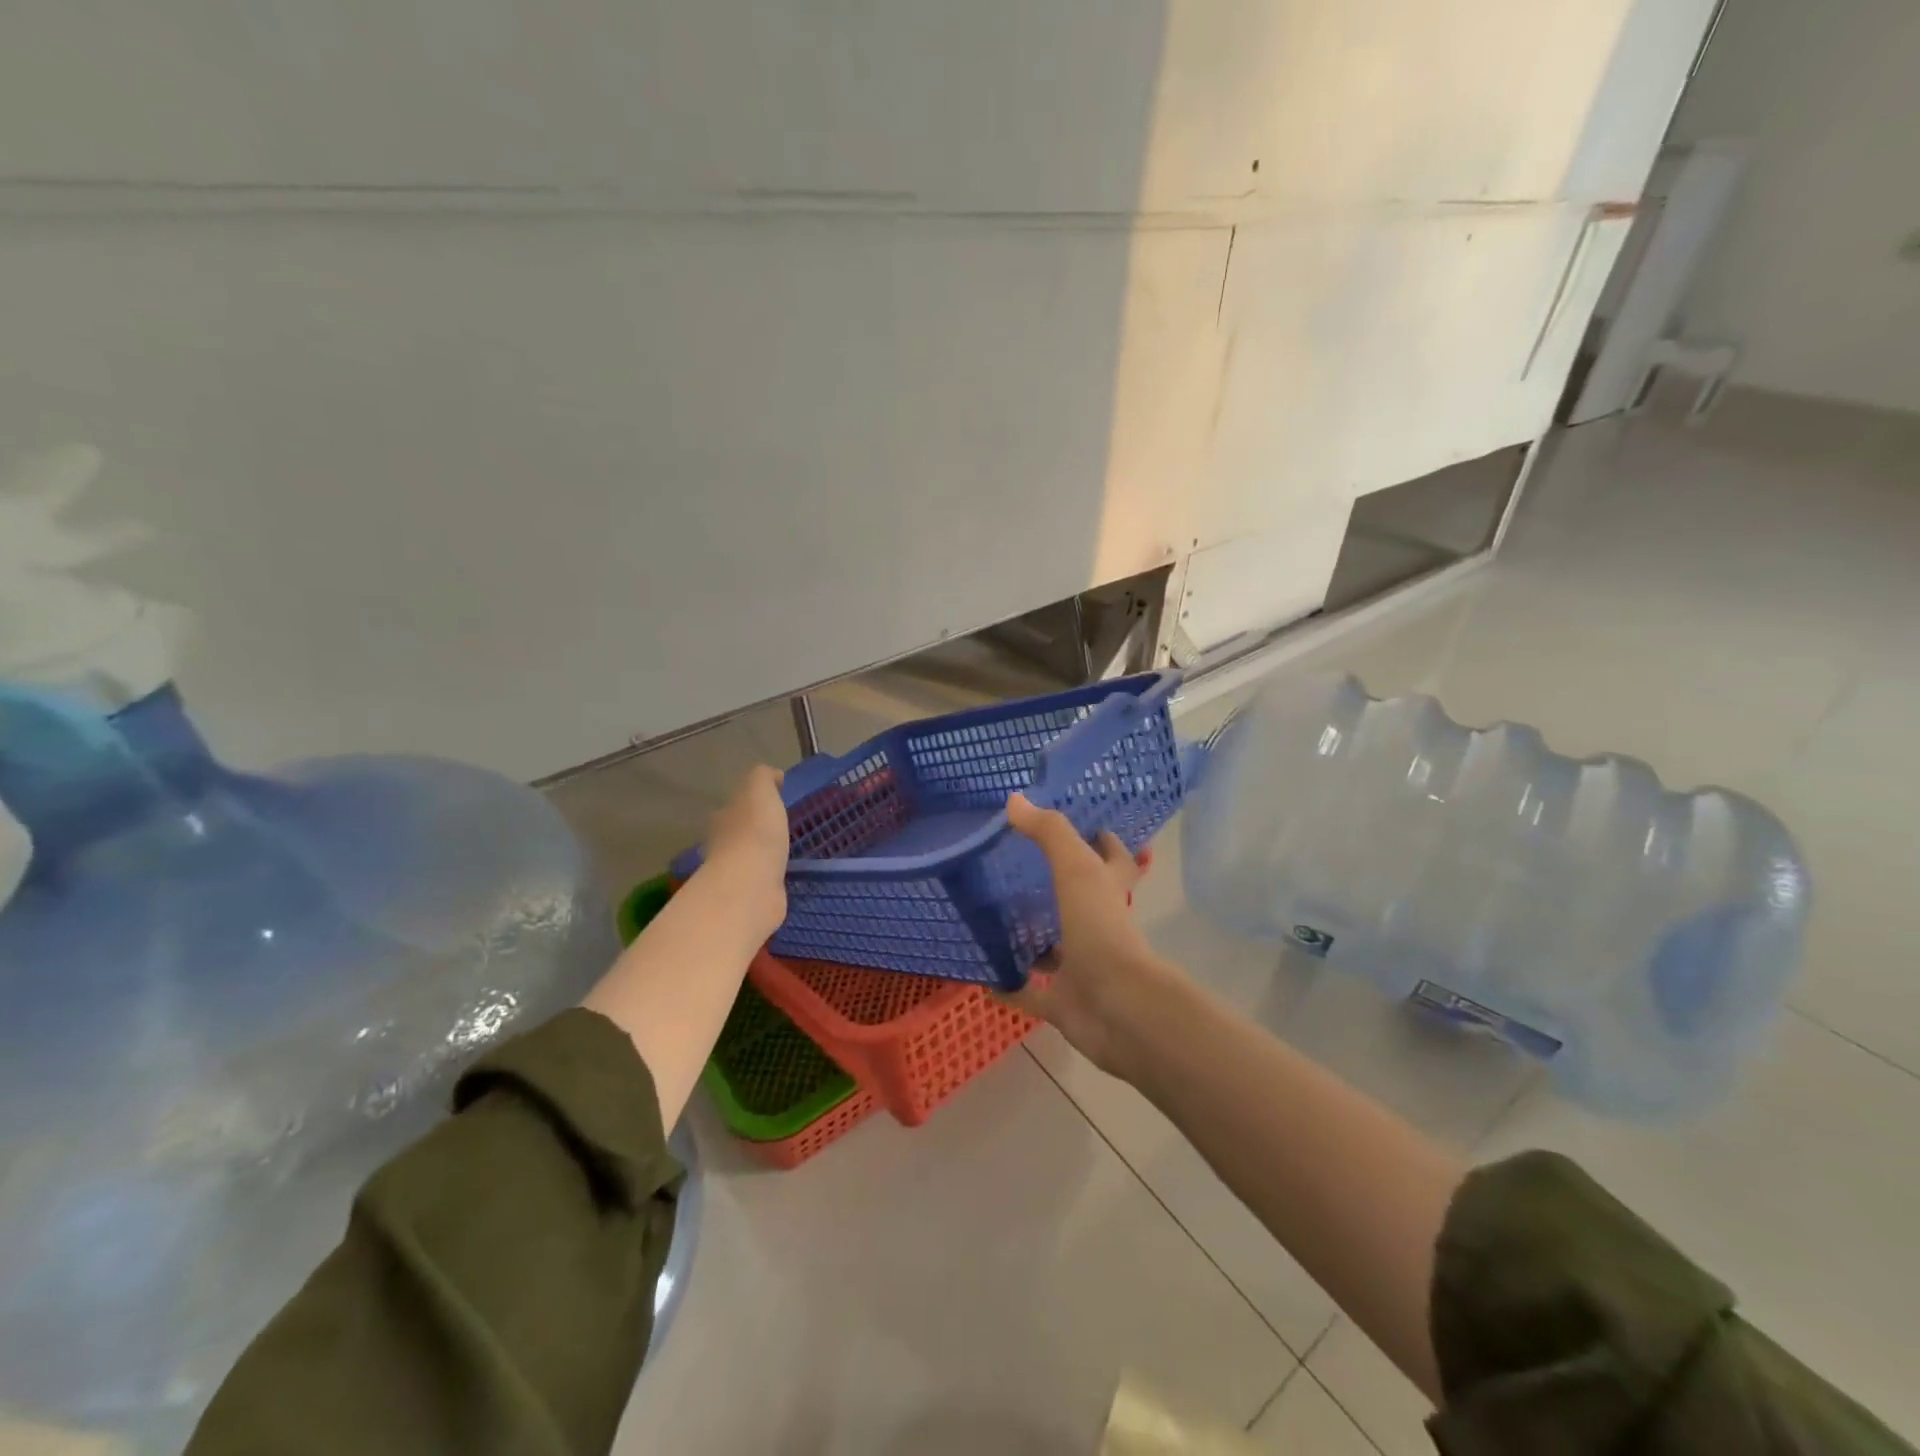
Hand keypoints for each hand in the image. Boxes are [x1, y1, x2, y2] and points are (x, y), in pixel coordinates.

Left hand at [702, 764, 788, 939]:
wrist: (751, 887)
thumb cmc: (755, 833)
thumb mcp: (760, 791)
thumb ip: (764, 778)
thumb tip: (774, 776)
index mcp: (723, 819)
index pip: (735, 806)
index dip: (752, 802)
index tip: (776, 801)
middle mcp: (723, 846)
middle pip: (739, 833)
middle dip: (757, 831)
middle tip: (783, 828)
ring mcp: (736, 875)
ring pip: (751, 859)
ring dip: (765, 856)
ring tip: (788, 852)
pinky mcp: (750, 898)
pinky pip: (763, 882)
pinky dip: (772, 878)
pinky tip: (786, 876)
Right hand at [1003, 792, 1177, 1079]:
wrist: (1117, 1008)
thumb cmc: (1101, 929)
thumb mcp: (1076, 869)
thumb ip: (1049, 833)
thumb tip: (1014, 799)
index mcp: (1109, 892)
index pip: (1114, 859)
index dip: (1103, 841)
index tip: (1081, 825)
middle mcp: (1100, 926)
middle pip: (1081, 901)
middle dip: (1057, 887)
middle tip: (1016, 868)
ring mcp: (1082, 967)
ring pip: (1055, 948)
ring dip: (1033, 938)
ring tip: (993, 916)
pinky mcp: (1064, 1002)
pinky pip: (1030, 993)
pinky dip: (1009, 987)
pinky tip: (983, 974)